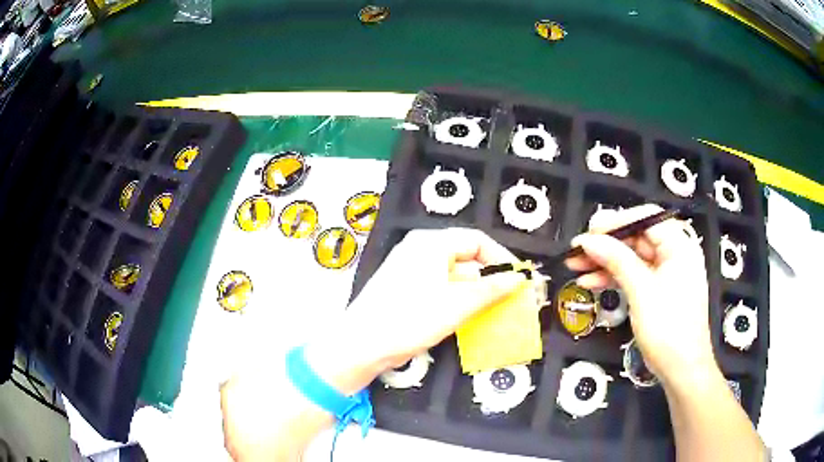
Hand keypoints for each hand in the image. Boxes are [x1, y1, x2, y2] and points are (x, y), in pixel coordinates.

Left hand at [345, 228, 523, 367]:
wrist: (363, 345)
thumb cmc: (410, 318)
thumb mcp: (458, 304)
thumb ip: (492, 289)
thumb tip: (519, 279)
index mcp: (431, 243)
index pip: (477, 241)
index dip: (502, 259)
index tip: (519, 279)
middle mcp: (421, 251)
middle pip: (466, 258)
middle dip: (490, 279)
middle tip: (511, 299)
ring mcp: (412, 271)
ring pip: (455, 277)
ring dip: (477, 293)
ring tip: (496, 311)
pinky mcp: (407, 290)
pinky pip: (441, 289)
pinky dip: (459, 300)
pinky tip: (472, 317)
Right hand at [565, 204, 715, 383]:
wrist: (681, 369)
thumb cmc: (669, 328)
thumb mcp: (642, 291)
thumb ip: (616, 260)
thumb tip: (588, 240)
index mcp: (679, 245)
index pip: (645, 219)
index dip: (616, 222)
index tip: (589, 232)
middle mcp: (674, 253)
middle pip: (636, 238)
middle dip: (605, 245)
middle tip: (577, 251)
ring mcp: (665, 273)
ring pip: (631, 258)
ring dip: (604, 262)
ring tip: (575, 266)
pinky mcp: (657, 290)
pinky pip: (633, 276)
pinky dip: (613, 279)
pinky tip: (590, 282)